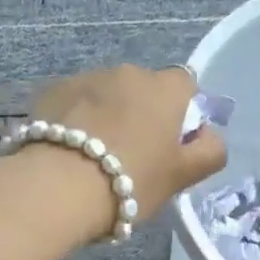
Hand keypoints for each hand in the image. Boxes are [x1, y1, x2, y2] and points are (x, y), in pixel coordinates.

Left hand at [20, 65, 226, 239]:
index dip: (181, 114)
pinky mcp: (51, 91)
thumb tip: (208, 135)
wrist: (58, 188)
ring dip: (104, 115)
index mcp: (165, 89)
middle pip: (142, 90)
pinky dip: (73, 119)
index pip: (185, 87)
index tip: (169, 145)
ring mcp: (86, 78)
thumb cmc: (129, 183)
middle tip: (129, 157)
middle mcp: (128, 72)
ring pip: (104, 95)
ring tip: (91, 157)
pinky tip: (65, 151)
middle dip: (139, 114)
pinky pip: (72, 103)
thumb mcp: (181, 177)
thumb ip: (208, 151)